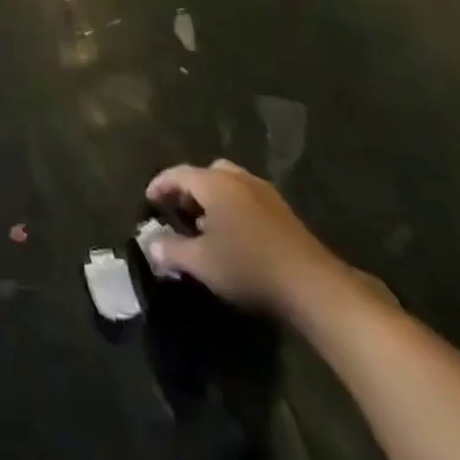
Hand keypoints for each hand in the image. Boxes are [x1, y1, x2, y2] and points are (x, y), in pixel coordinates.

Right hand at [145, 159, 345, 318]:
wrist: (312, 285)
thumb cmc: (248, 266)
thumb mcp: (201, 263)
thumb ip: (171, 250)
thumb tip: (150, 244)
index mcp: (214, 183)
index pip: (177, 174)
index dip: (159, 185)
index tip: (148, 201)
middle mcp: (238, 178)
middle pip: (206, 174)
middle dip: (189, 189)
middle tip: (179, 212)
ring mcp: (264, 192)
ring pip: (229, 185)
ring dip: (213, 199)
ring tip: (206, 227)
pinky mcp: (283, 211)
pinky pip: (248, 198)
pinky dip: (233, 208)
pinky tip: (235, 236)